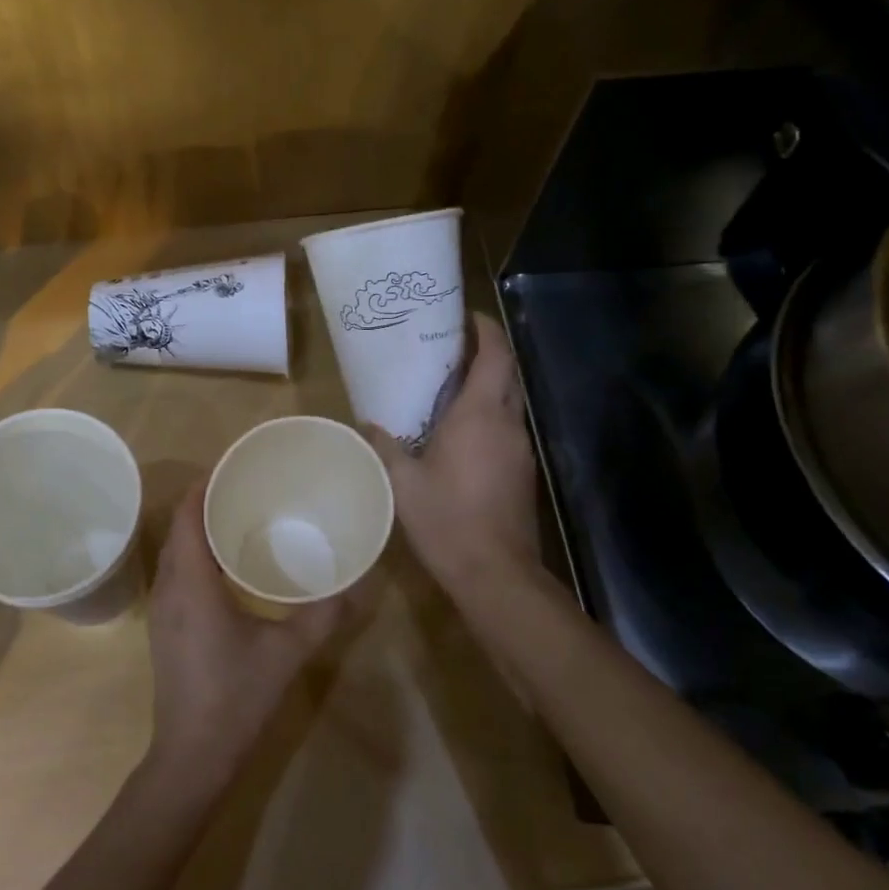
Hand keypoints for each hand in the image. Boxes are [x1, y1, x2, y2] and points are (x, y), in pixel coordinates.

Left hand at [143, 484, 351, 795]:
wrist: (192, 756)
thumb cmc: (237, 698)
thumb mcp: (288, 653)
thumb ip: (323, 615)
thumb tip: (356, 584)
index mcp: (192, 583)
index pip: (188, 515)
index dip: (205, 486)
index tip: (234, 467)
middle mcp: (169, 587)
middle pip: (179, 528)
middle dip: (205, 502)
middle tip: (246, 489)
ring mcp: (161, 609)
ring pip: (174, 551)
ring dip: (198, 529)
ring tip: (239, 518)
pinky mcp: (164, 627)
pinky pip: (175, 572)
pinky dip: (195, 554)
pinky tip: (227, 566)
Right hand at [368, 312, 541, 594]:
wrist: (496, 573)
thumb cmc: (447, 520)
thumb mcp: (402, 483)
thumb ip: (384, 447)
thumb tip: (366, 425)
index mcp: (479, 415)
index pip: (494, 355)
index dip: (484, 329)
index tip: (463, 316)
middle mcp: (507, 423)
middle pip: (506, 373)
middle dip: (485, 352)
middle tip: (449, 346)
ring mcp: (520, 448)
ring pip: (509, 401)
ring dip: (487, 385)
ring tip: (449, 384)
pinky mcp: (522, 471)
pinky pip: (507, 427)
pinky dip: (489, 414)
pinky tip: (460, 431)